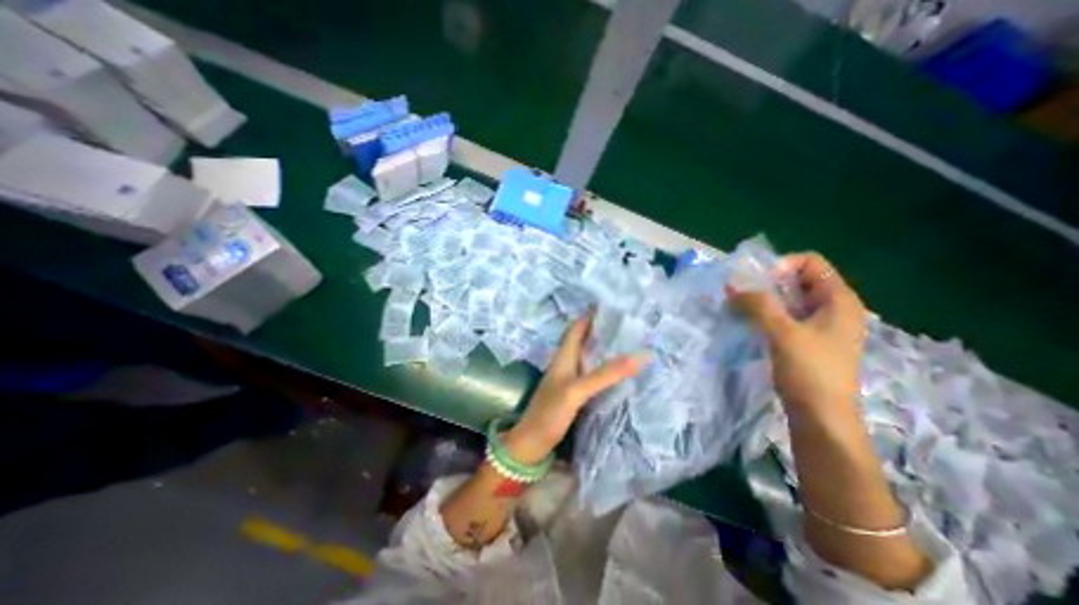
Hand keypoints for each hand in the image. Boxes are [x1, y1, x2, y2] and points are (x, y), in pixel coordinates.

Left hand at [505, 316, 643, 462]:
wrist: (532, 443)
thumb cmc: (550, 413)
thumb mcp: (577, 391)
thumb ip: (604, 374)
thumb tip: (638, 356)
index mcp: (563, 357)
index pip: (576, 327)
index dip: (590, 315)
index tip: (611, 305)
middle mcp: (566, 363)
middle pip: (583, 339)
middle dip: (601, 329)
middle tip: (626, 323)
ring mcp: (569, 378)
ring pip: (587, 355)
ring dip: (602, 346)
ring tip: (626, 341)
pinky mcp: (573, 392)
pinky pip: (590, 372)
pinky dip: (603, 366)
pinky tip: (616, 370)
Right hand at [729, 254, 865, 411]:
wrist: (821, 416)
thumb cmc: (809, 369)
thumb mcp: (781, 332)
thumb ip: (757, 304)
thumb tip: (733, 286)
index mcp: (838, 300)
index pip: (811, 262)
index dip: (782, 265)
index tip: (758, 282)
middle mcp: (833, 308)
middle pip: (799, 280)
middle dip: (767, 283)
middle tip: (743, 294)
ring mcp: (821, 326)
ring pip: (790, 299)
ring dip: (764, 299)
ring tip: (741, 308)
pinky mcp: (808, 341)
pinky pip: (786, 316)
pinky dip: (767, 314)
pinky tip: (751, 323)